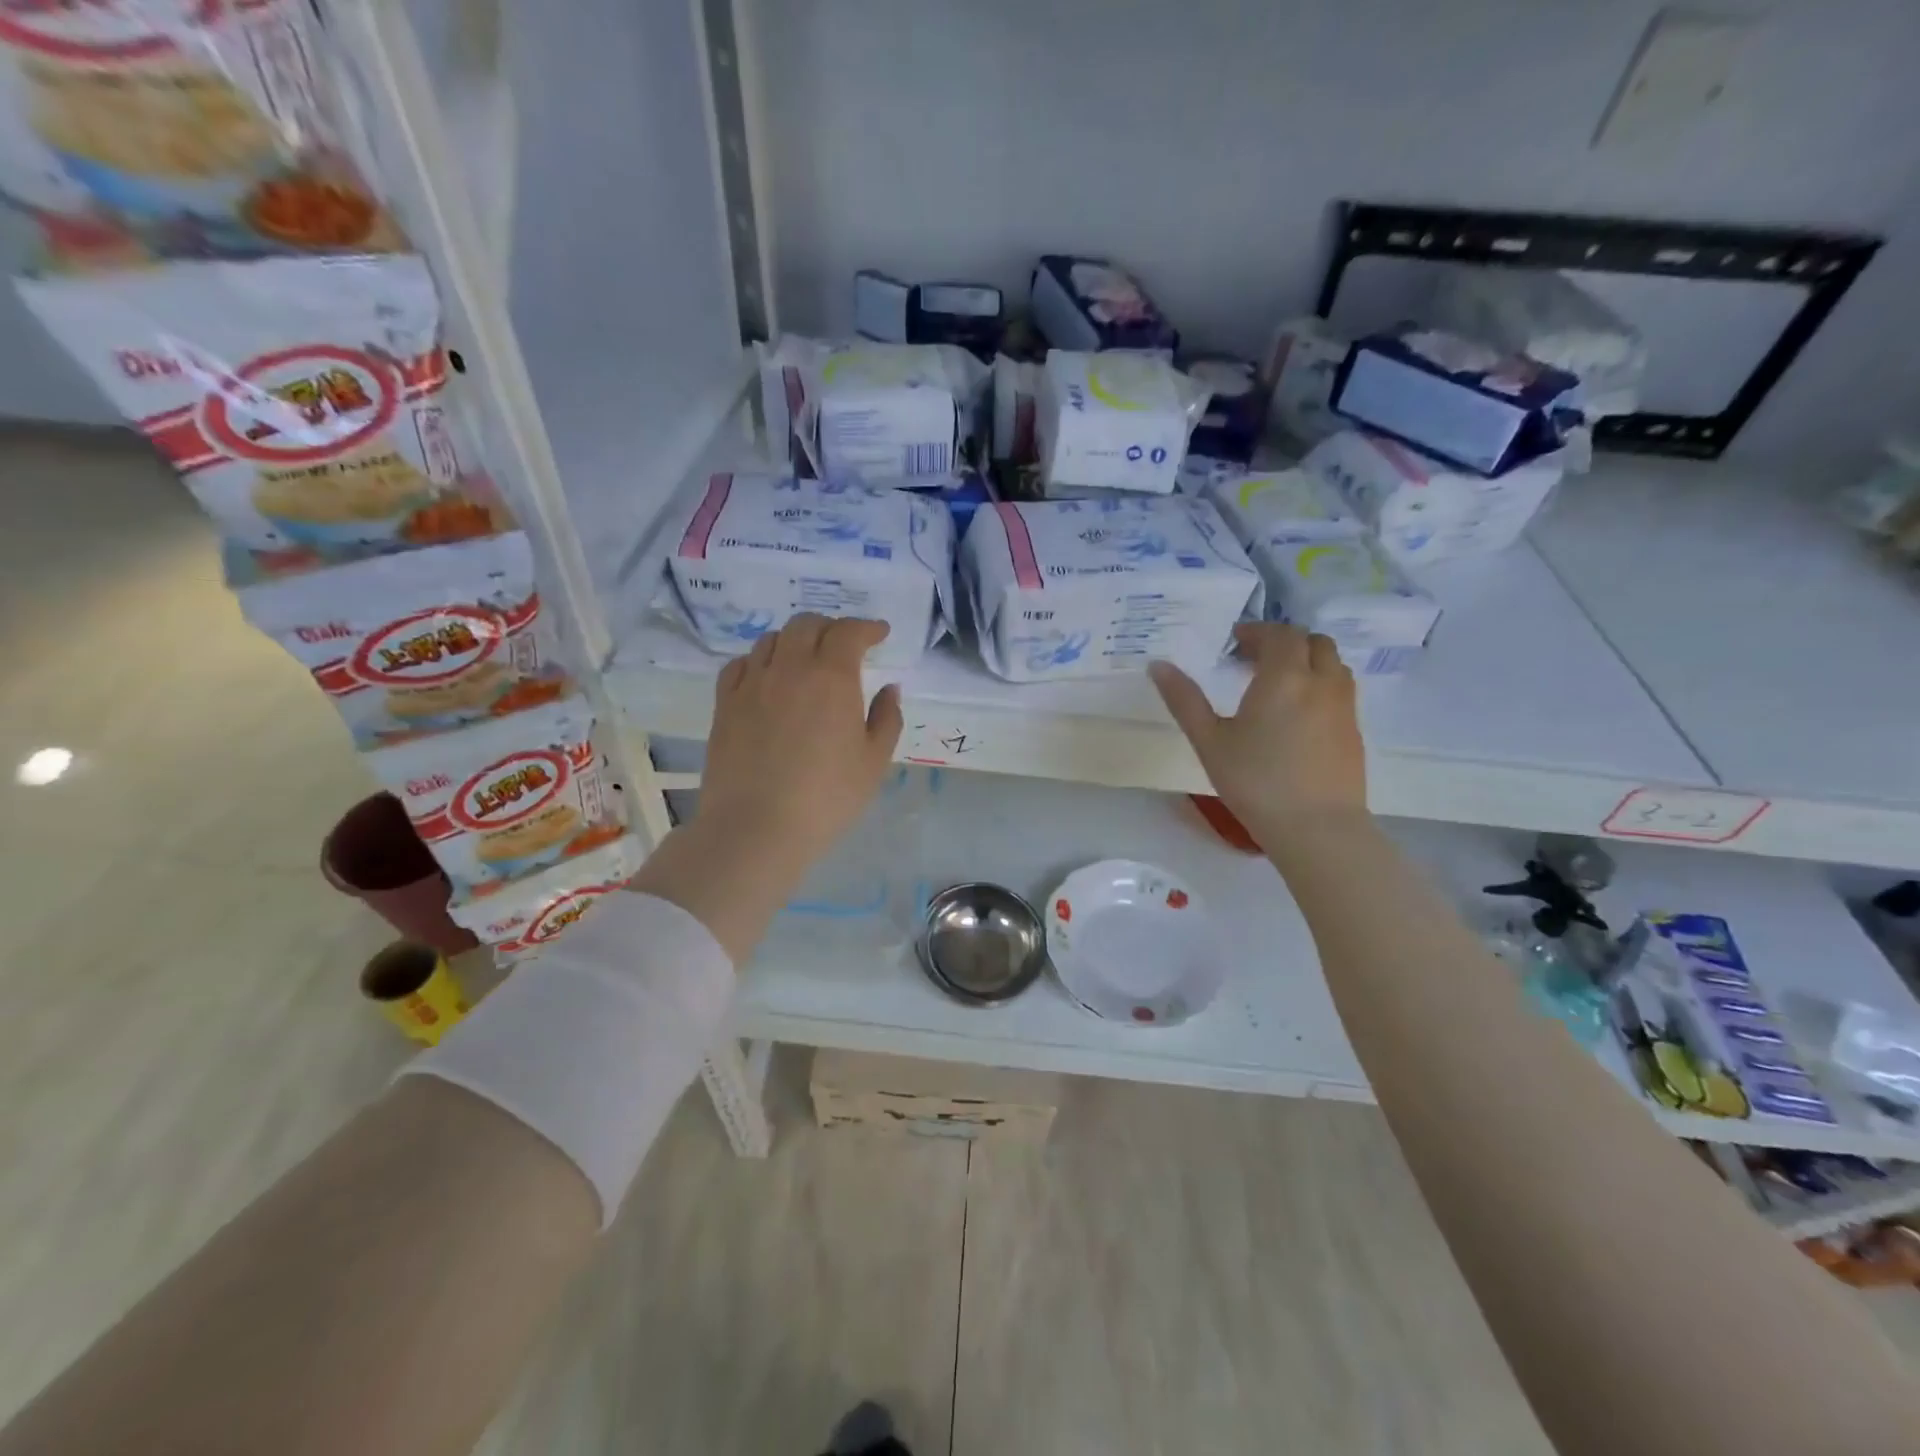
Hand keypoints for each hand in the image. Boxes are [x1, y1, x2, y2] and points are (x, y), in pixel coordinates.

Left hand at [695, 614, 903, 868]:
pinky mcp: (724, 704)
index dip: (867, 628)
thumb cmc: (826, 798)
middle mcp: (789, 669)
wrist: (756, 828)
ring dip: (794, 640)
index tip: (880, 634)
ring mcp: (751, 684)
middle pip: (806, 625)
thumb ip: (887, 718)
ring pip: (771, 640)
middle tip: (845, 645)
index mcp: (831, 678)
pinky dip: (759, 660)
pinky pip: (740, 664)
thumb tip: (889, 688)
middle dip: (830, 627)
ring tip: (806, 659)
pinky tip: (767, 677)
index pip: (849, 633)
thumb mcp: (873, 762)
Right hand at [1149, 623, 1366, 846]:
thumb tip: (1158, 665)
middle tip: (1254, 660)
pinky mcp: (1354, 730)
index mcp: (1284, 677)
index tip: (1234, 643)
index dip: (1256, 632)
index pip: (1278, 634)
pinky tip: (1297, 713)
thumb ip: (1184, 699)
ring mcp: (1344, 706)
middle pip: (1312, 641)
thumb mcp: (1209, 741)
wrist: (1317, 828)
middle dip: (1283, 642)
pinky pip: (1340, 689)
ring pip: (1332, 663)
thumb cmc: (1255, 782)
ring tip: (1277, 683)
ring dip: (1306, 660)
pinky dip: (1319, 683)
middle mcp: (1321, 681)